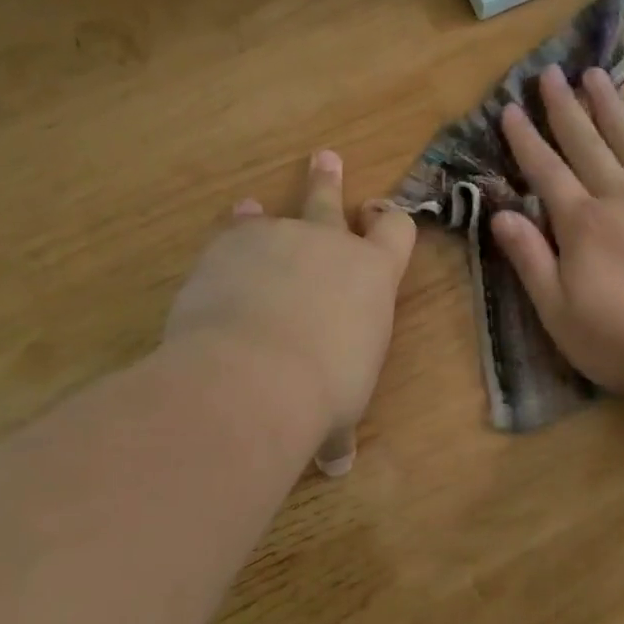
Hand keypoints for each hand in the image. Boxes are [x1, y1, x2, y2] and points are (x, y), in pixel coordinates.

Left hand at [166, 151, 416, 474]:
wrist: (256, 374)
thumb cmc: (322, 392)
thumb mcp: (340, 413)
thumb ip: (338, 430)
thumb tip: (336, 466)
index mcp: (373, 276)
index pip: (396, 230)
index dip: (390, 221)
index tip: (380, 215)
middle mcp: (331, 245)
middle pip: (332, 201)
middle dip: (328, 181)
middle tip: (325, 158)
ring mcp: (279, 236)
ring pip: (275, 213)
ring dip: (265, 213)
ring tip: (253, 204)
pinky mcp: (231, 243)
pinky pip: (234, 229)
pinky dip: (233, 232)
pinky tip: (226, 232)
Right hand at [492, 65, 623, 400]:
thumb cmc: (618, 340)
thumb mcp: (557, 311)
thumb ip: (530, 259)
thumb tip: (501, 214)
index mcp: (582, 225)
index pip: (546, 172)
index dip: (526, 140)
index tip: (511, 109)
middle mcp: (620, 200)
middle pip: (587, 145)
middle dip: (565, 108)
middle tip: (550, 73)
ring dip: (611, 107)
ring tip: (595, 76)